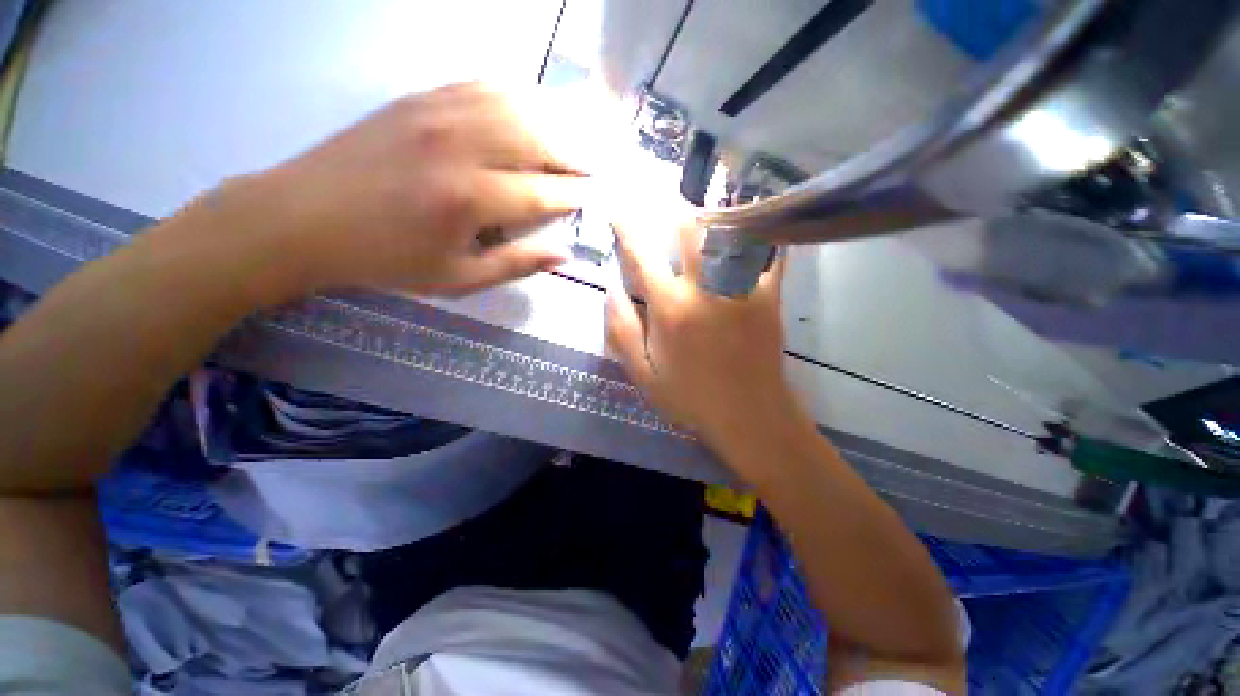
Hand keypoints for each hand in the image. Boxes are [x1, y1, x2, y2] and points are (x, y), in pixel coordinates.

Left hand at [239, 82, 591, 296]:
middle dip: (575, 154)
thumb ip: (515, 265)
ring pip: (516, 105)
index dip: (575, 195)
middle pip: (537, 138)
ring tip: (575, 138)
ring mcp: (437, 114)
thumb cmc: (386, 260)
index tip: (597, 197)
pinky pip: (482, 87)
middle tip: (595, 167)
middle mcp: (459, 147)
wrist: (304, 219)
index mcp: (468, 199)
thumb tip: (563, 254)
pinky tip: (532, 108)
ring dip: (554, 121)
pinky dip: (517, 96)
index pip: (542, 192)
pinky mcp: (419, 99)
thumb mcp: (457, 280)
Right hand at [605, 214, 793, 451]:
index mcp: (670, 308)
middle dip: (676, 207)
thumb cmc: (691, 398)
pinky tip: (758, 222)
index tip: (618, 211)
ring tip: (709, 201)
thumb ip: (622, 331)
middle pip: (691, 228)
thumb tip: (611, 290)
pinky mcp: (770, 296)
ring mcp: (742, 289)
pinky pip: (769, 253)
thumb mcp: (643, 375)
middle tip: (669, 202)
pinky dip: (761, 233)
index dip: (627, 227)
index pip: (643, 255)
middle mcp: (705, 289)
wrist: (749, 416)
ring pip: (730, 231)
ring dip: (715, 211)